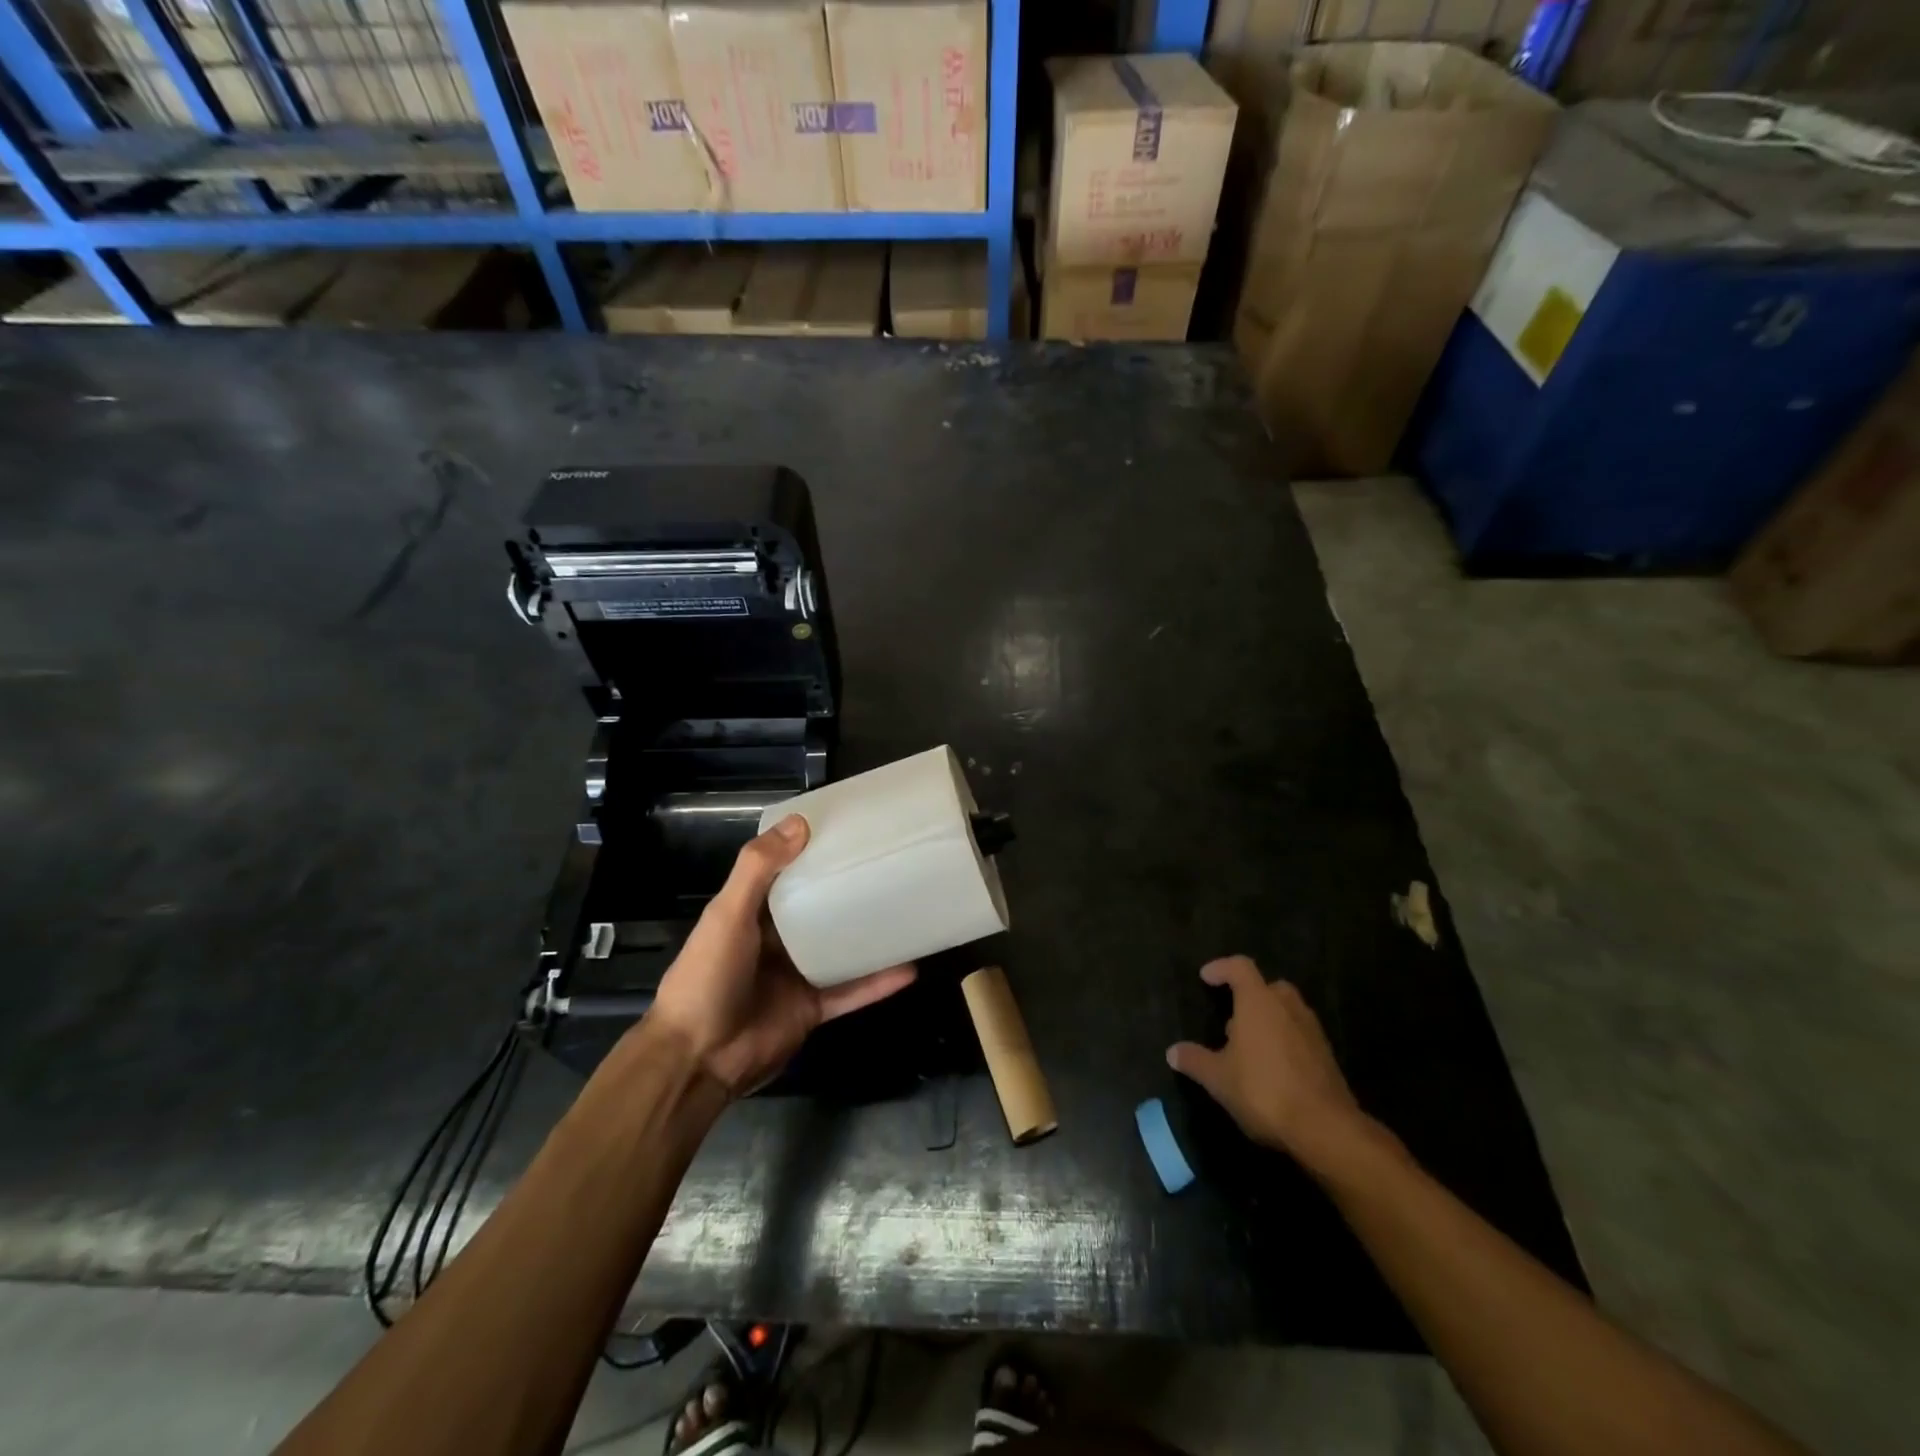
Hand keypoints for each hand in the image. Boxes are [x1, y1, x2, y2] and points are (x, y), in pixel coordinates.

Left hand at [644, 815, 917, 1095]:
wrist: (698, 1058)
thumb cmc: (708, 976)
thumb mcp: (727, 914)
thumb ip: (758, 869)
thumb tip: (800, 823)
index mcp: (752, 913)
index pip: (787, 874)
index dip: (812, 853)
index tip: (849, 832)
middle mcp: (776, 940)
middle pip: (819, 910)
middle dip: (848, 891)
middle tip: (890, 866)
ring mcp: (797, 976)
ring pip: (841, 949)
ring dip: (870, 935)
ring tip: (908, 911)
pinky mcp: (813, 1009)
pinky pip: (852, 991)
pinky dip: (878, 982)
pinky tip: (910, 967)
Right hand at [1166, 956, 1369, 1172]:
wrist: (1325, 1128)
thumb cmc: (1263, 1090)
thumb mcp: (1218, 1078)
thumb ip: (1195, 1060)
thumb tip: (1172, 1052)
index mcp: (1258, 1002)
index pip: (1240, 967)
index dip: (1221, 968)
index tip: (1206, 978)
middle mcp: (1287, 1007)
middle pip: (1268, 986)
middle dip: (1249, 996)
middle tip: (1232, 1017)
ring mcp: (1311, 1030)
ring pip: (1287, 1011)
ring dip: (1268, 1019)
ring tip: (1249, 1045)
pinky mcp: (1327, 1055)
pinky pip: (1300, 1034)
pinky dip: (1284, 1040)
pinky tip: (1272, 1068)